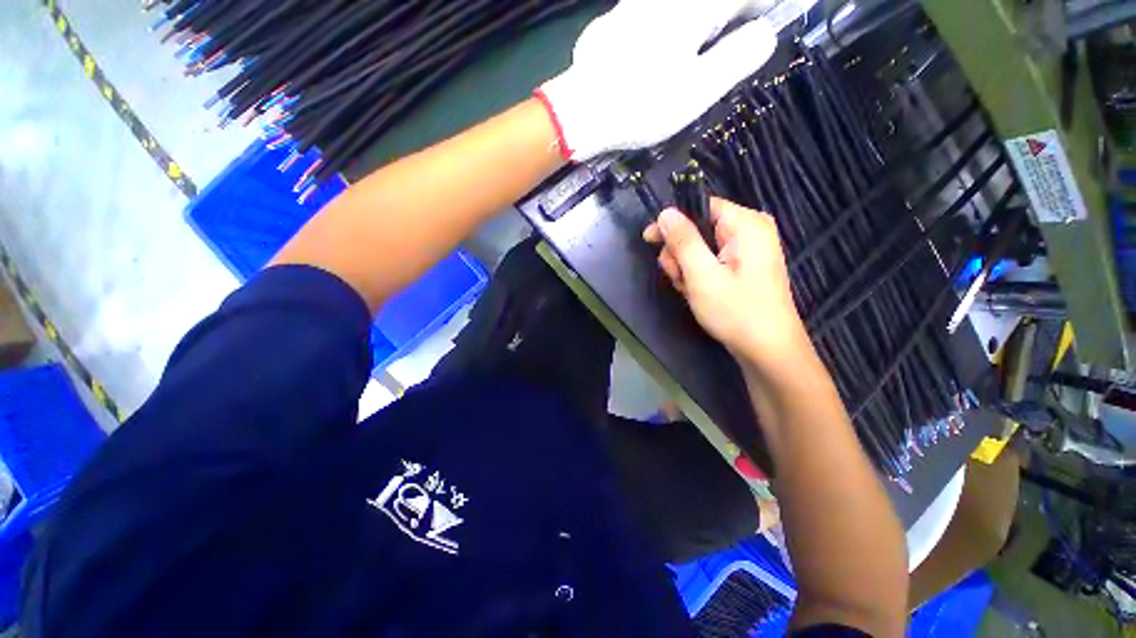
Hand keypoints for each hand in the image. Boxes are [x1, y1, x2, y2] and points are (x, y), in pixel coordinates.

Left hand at [537, 0, 777, 160]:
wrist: (581, 112)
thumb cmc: (640, 106)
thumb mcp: (697, 91)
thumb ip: (736, 58)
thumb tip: (765, 34)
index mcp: (694, 8)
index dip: (759, 9)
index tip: (765, 27)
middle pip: (712, 1)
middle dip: (731, 16)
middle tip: (737, 42)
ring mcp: (638, 5)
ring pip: (684, 8)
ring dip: (703, 23)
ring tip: (704, 53)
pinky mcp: (618, 20)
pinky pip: (657, 15)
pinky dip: (673, 29)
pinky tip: (667, 55)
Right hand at [644, 199, 812, 373]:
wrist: (768, 351)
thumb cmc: (736, 312)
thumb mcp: (702, 275)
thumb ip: (683, 241)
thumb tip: (665, 213)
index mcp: (746, 224)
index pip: (700, 206)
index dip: (672, 222)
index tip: (649, 240)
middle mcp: (749, 230)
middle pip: (699, 228)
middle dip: (680, 253)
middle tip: (678, 278)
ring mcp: (747, 250)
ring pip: (701, 248)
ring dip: (686, 268)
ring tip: (689, 290)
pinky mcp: (743, 267)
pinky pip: (710, 261)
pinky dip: (698, 276)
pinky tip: (697, 293)